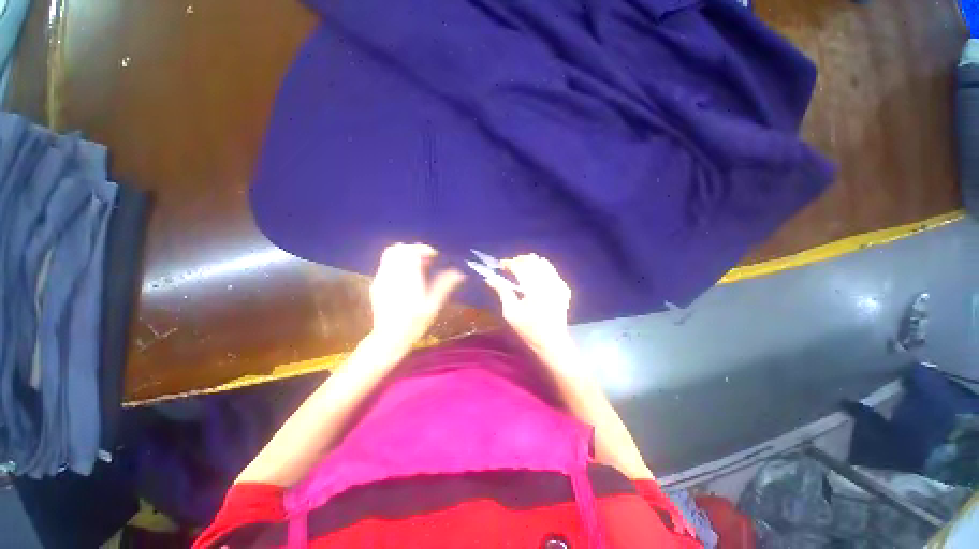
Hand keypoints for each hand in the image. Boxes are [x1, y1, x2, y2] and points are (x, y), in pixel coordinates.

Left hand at [368, 243, 464, 353]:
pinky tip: (405, 277)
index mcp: (407, 276)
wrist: (389, 337)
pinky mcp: (376, 284)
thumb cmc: (415, 322)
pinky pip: (385, 265)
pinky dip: (396, 263)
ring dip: (404, 255)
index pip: (412, 251)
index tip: (435, 256)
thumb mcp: (434, 304)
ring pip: (389, 255)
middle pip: (399, 249)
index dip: (424, 249)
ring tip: (416, 267)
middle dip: (413, 249)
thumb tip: (459, 272)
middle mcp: (392, 273)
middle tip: (426, 260)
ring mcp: (381, 278)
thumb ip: (445, 285)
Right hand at [484, 254, 572, 354]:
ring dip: (530, 263)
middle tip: (509, 267)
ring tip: (521, 270)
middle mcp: (548, 282)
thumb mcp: (510, 312)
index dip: (509, 263)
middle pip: (533, 261)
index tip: (500, 265)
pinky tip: (535, 277)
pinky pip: (552, 271)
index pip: (520, 266)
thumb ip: (502, 291)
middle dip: (519, 260)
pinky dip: (541, 269)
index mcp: (534, 288)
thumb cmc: (528, 330)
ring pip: (543, 263)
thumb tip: (489, 278)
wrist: (552, 343)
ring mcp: (558, 284)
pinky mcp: (563, 289)